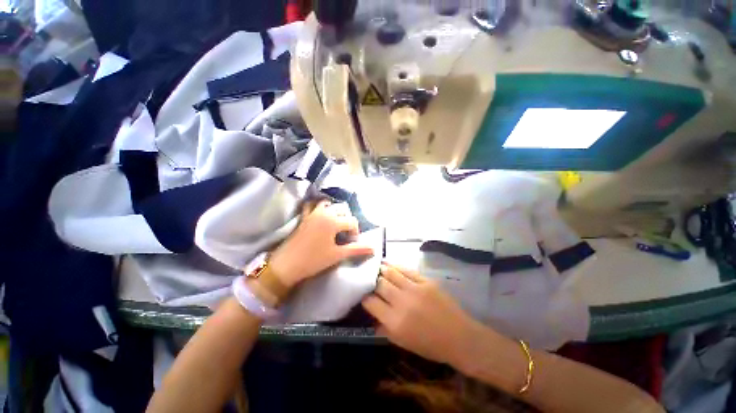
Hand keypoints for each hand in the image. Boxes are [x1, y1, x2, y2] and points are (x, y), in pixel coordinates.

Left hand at [269, 200, 374, 287]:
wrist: (287, 264)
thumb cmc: (314, 260)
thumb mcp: (338, 255)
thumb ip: (357, 249)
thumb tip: (374, 248)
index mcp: (334, 221)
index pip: (352, 222)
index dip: (355, 233)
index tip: (352, 244)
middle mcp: (325, 212)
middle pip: (343, 211)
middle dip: (347, 222)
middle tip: (345, 236)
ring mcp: (313, 213)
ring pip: (329, 205)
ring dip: (335, 212)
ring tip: (335, 225)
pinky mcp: (304, 216)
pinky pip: (312, 205)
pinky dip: (318, 206)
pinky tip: (320, 214)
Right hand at [362, 263, 480, 365]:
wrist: (459, 337)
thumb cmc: (430, 345)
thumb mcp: (403, 343)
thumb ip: (384, 329)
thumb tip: (372, 316)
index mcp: (395, 321)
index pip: (371, 302)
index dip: (365, 297)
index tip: (364, 294)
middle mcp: (402, 302)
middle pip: (379, 284)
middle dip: (372, 281)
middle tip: (370, 279)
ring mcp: (415, 289)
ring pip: (391, 273)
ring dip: (381, 269)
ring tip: (377, 267)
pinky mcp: (426, 281)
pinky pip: (406, 269)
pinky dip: (395, 266)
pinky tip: (390, 264)